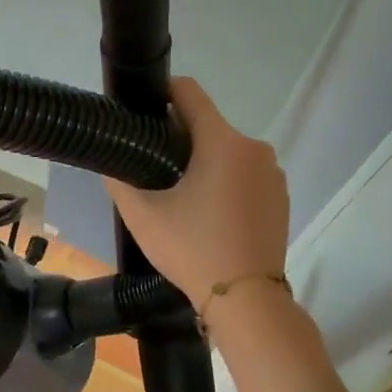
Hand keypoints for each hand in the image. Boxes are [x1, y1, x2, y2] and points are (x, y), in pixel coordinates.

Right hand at [104, 77, 289, 309]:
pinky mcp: (281, 197)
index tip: (142, 111)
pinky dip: (226, 183)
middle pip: (208, 126)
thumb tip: (110, 164)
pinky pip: (246, 175)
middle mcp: (254, 148)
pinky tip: (210, 214)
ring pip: (228, 153)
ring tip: (181, 196)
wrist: (245, 298)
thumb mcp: (142, 216)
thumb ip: (120, 181)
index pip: (190, 93)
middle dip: (180, 138)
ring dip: (204, 163)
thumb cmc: (191, 249)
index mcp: (222, 142)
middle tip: (152, 167)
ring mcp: (273, 173)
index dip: (162, 93)